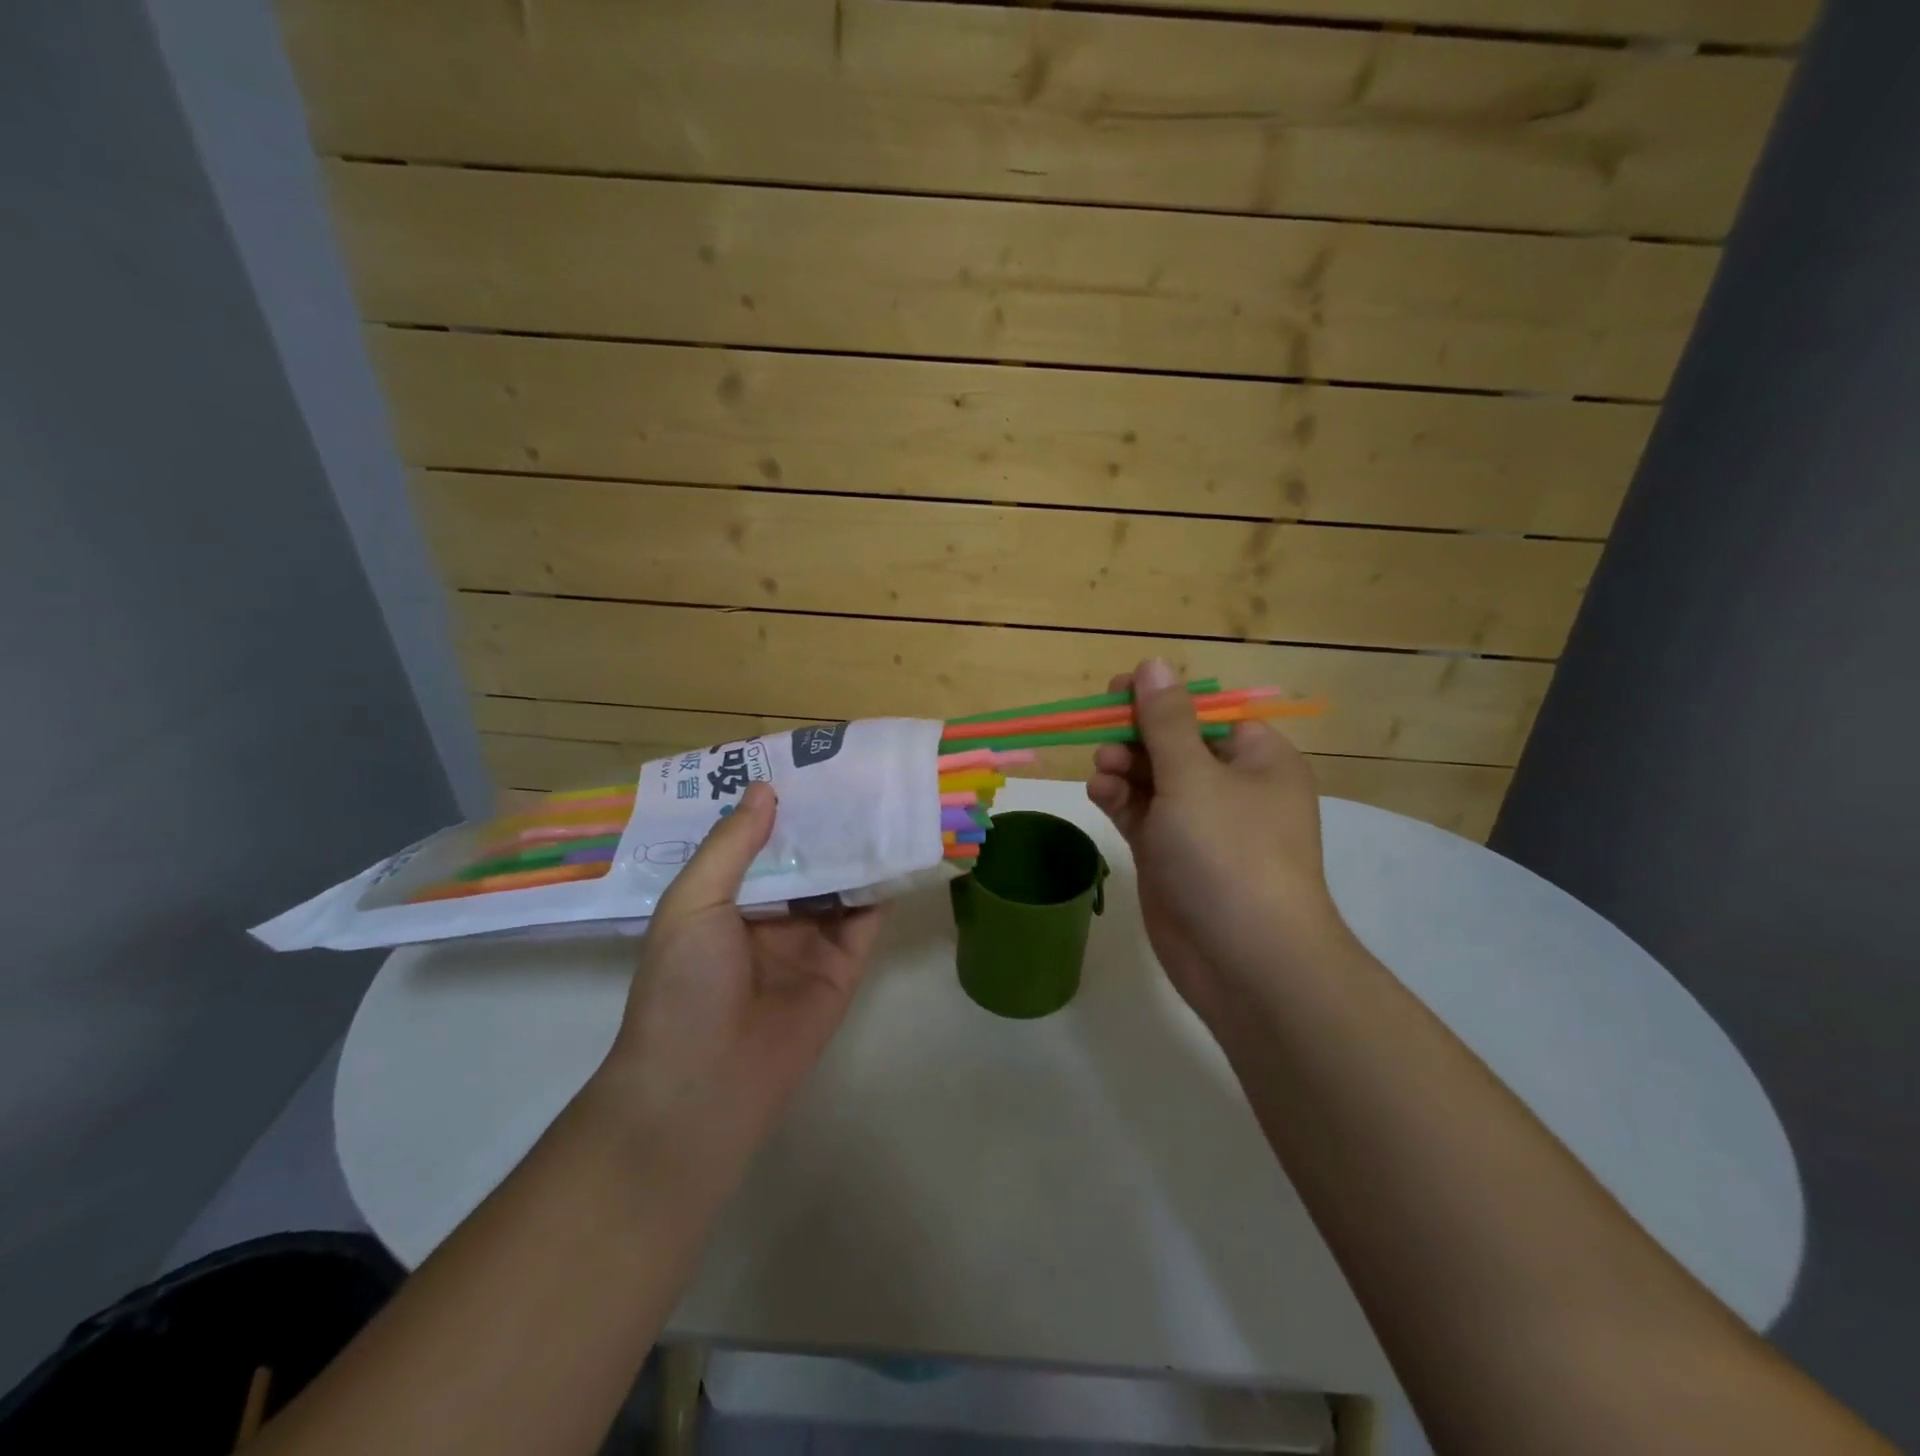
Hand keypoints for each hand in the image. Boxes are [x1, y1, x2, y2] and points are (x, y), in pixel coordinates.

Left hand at [595, 782, 880, 1180]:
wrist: (705, 1084)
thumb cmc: (684, 985)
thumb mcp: (692, 903)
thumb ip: (731, 845)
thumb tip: (765, 788)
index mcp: (725, 899)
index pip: (756, 840)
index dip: (778, 806)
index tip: (805, 764)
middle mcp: (769, 915)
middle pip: (804, 858)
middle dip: (825, 822)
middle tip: (856, 772)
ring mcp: (809, 941)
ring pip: (839, 883)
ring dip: (858, 848)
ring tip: (885, 798)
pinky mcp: (844, 966)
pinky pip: (865, 919)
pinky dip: (882, 887)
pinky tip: (900, 848)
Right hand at [1086, 660, 1353, 1029]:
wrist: (1245, 960)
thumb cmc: (1229, 853)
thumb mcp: (1194, 777)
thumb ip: (1166, 721)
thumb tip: (1153, 664)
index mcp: (1256, 759)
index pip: (1205, 712)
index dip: (1161, 700)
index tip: (1117, 693)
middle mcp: (1230, 787)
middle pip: (1173, 743)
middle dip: (1135, 737)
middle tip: (1102, 739)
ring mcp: (1199, 824)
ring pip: (1151, 779)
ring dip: (1122, 768)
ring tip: (1102, 774)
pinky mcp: (1170, 856)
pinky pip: (1141, 814)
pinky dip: (1119, 800)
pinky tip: (1099, 795)